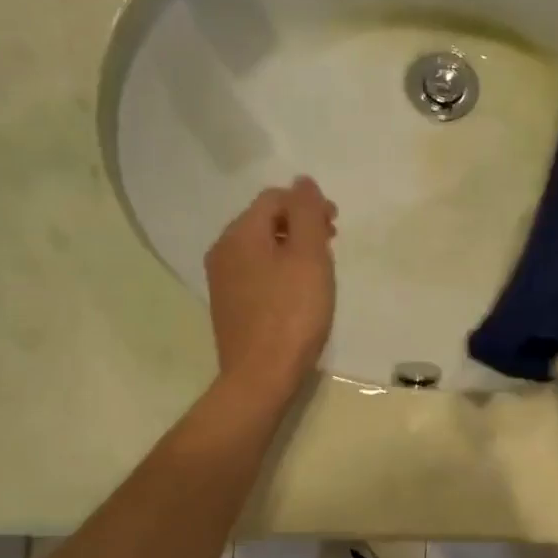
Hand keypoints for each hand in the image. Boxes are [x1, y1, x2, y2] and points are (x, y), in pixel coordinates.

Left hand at [205, 176, 337, 403]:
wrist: (261, 376)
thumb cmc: (292, 313)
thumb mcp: (309, 256)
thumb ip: (306, 213)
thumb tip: (302, 181)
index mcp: (240, 233)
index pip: (274, 198)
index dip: (308, 205)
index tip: (335, 226)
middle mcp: (223, 250)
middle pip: (264, 221)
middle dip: (300, 225)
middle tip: (330, 246)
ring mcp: (222, 280)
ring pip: (260, 248)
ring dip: (291, 249)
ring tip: (318, 271)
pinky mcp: (228, 306)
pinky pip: (256, 273)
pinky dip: (279, 271)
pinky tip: (297, 293)